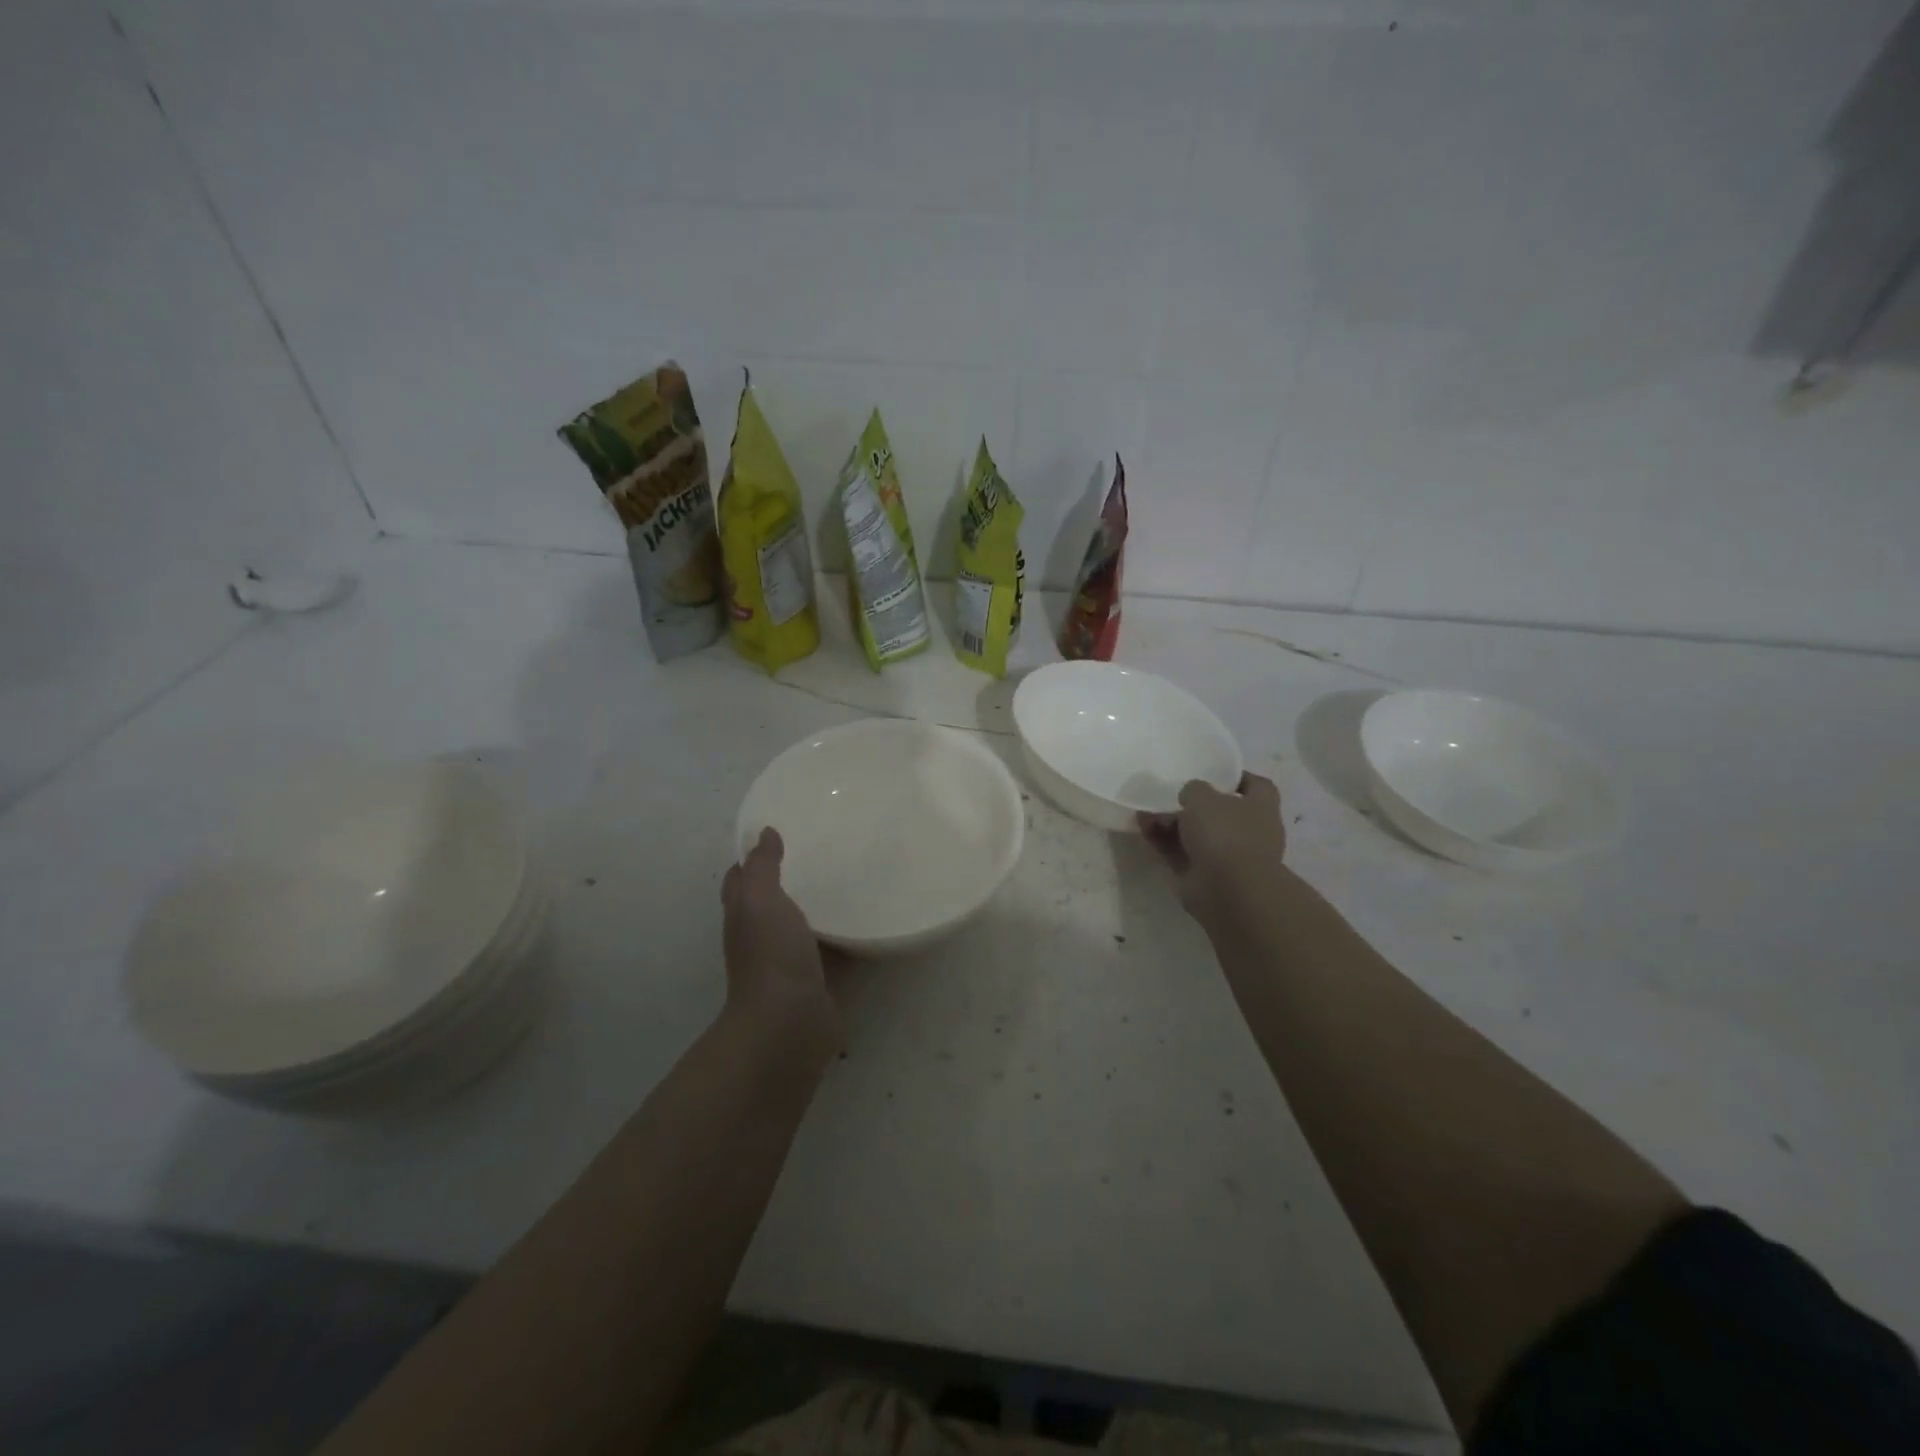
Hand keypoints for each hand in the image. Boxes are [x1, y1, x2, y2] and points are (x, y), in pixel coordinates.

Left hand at [721, 829, 839, 1047]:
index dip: (754, 858)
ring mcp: (791, 961)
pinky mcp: (820, 980)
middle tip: (826, 852)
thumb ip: (762, 866)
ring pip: (806, 926)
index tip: (782, 834)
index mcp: (745, 915)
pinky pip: (835, 951)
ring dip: (822, 908)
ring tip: (854, 879)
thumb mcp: (760, 900)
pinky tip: (870, 921)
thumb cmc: (770, 955)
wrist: (789, 1023)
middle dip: (794, 880)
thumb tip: (764, 833)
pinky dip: (848, 937)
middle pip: (775, 902)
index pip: (742, 879)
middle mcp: (764, 937)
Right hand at [1139, 773, 1286, 926]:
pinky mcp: (1203, 876)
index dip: (1237, 778)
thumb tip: (1191, 795)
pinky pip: (1180, 853)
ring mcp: (1226, 857)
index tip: (1214, 775)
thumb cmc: (1225, 833)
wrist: (1228, 891)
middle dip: (1192, 805)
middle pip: (1219, 813)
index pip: (1256, 786)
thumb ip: (1194, 789)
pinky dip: (1163, 841)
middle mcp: (1248, 832)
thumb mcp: (1203, 797)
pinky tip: (1143, 827)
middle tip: (1167, 795)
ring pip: (1195, 834)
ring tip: (1145, 812)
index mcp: (1261, 808)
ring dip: (1170, 823)